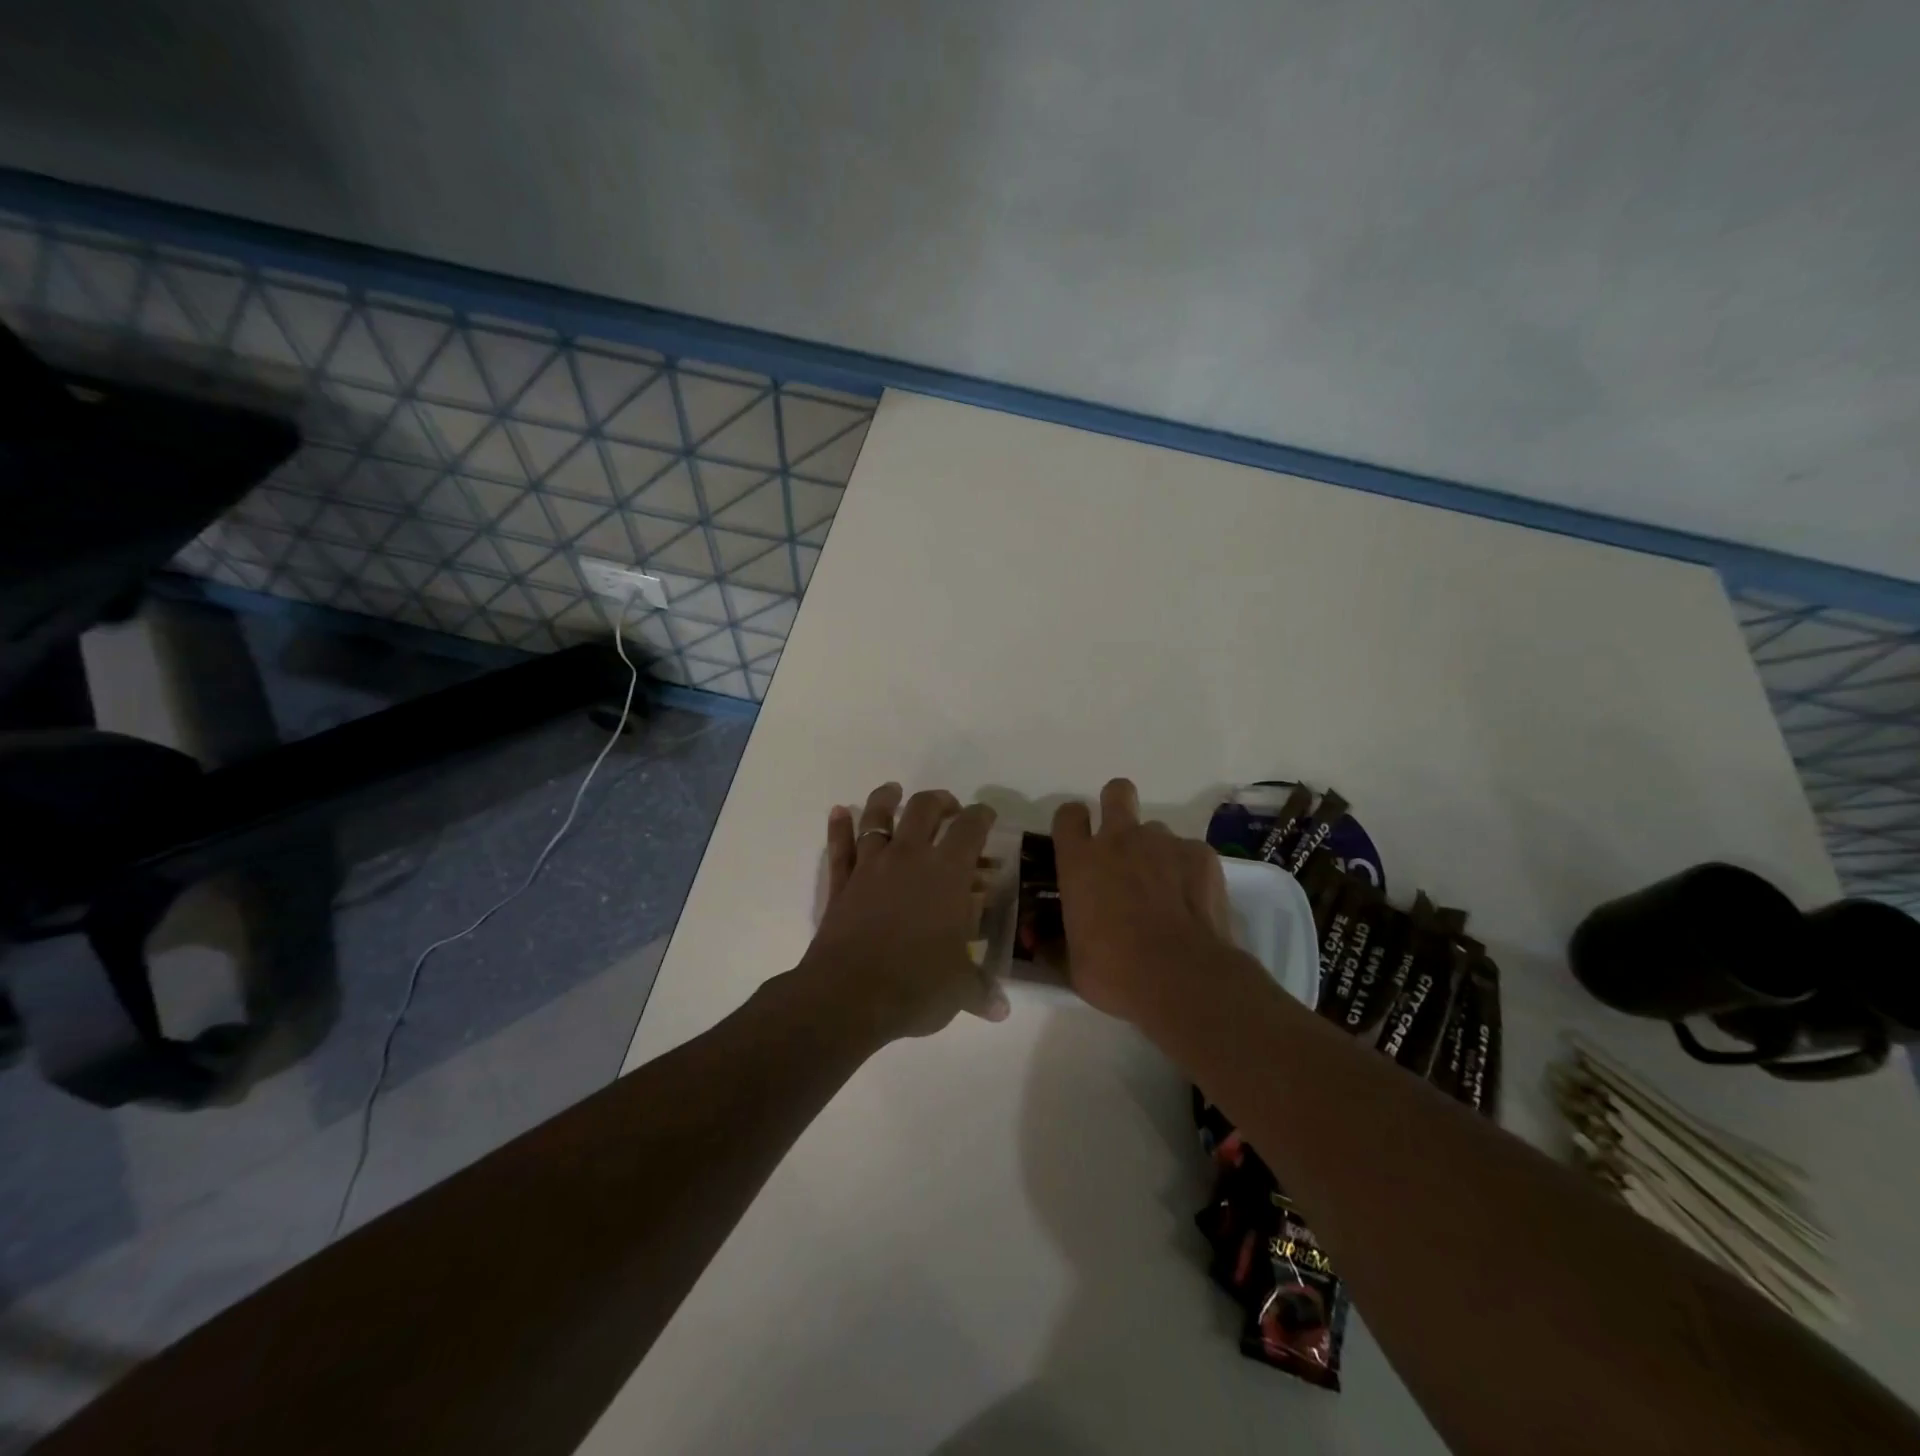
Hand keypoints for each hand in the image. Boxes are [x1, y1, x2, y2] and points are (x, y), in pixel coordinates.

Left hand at [799, 783, 1009, 1044]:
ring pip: (877, 817)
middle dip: (939, 801)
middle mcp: (909, 857)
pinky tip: (839, 810)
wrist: (848, 996)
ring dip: (886, 799)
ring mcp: (870, 866)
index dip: (981, 816)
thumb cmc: (915, 985)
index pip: (970, 828)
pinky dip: (839, 826)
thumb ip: (980, 991)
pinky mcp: (841, 883)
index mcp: (947, 873)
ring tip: (893, 790)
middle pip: (923, 808)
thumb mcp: (957, 990)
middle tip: (949, 809)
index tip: (986, 816)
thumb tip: (1001, 1010)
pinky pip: (839, 846)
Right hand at [1050, 778, 1253, 1027]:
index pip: (1068, 814)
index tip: (1078, 839)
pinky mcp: (1201, 855)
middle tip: (1121, 842)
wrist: (1182, 978)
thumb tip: (1041, 943)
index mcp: (1080, 860)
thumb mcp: (1072, 962)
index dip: (1073, 822)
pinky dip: (1188, 872)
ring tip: (1163, 891)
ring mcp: (1164, 843)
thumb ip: (1056, 943)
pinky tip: (1191, 904)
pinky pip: (1189, 852)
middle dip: (1116, 805)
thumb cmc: (1115, 972)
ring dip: (1154, 852)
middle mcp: (1120, 839)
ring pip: (1156, 830)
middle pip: (1117, 792)